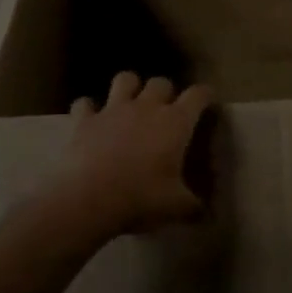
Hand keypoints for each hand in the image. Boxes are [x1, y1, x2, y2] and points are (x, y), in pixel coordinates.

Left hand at [47, 72, 213, 239]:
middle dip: (166, 92)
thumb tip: (207, 214)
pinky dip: (89, 109)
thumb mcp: (177, 207)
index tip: (207, 103)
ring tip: (130, 103)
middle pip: (161, 82)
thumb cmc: (141, 199)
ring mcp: (113, 110)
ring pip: (125, 79)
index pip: (198, 95)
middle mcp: (146, 107)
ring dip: (130, 87)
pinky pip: (85, 103)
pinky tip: (91, 120)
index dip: (205, 95)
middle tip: (166, 111)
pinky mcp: (84, 120)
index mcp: (176, 123)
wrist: (87, 200)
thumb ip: (194, 206)